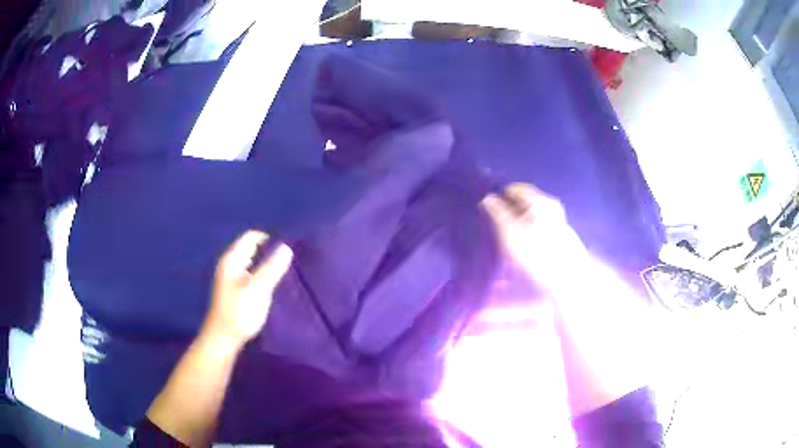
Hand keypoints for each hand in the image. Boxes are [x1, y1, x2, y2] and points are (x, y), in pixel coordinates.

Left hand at [203, 230, 292, 345]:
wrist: (223, 339)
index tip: (289, 248)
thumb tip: (286, 247)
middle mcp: (230, 265)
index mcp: (232, 260)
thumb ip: (272, 268)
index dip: (270, 239)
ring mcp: (232, 278)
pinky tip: (274, 285)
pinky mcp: (236, 290)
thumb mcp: (258, 290)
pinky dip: (263, 275)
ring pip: (253, 262)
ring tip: (286, 272)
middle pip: (252, 248)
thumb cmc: (239, 313)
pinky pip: (252, 274)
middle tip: (291, 260)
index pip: (251, 237)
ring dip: (268, 265)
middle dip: (270, 251)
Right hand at [481, 183, 586, 285]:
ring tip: (510, 242)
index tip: (489, 211)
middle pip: (526, 202)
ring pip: (533, 216)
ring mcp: (559, 220)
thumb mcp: (511, 233)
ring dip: (520, 224)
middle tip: (497, 228)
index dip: (501, 197)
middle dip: (511, 211)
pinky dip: (530, 233)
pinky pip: (540, 228)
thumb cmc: (537, 254)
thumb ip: (498, 214)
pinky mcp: (562, 236)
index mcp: (539, 200)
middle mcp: (551, 206)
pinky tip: (525, 249)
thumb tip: (488, 198)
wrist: (569, 278)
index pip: (516, 189)